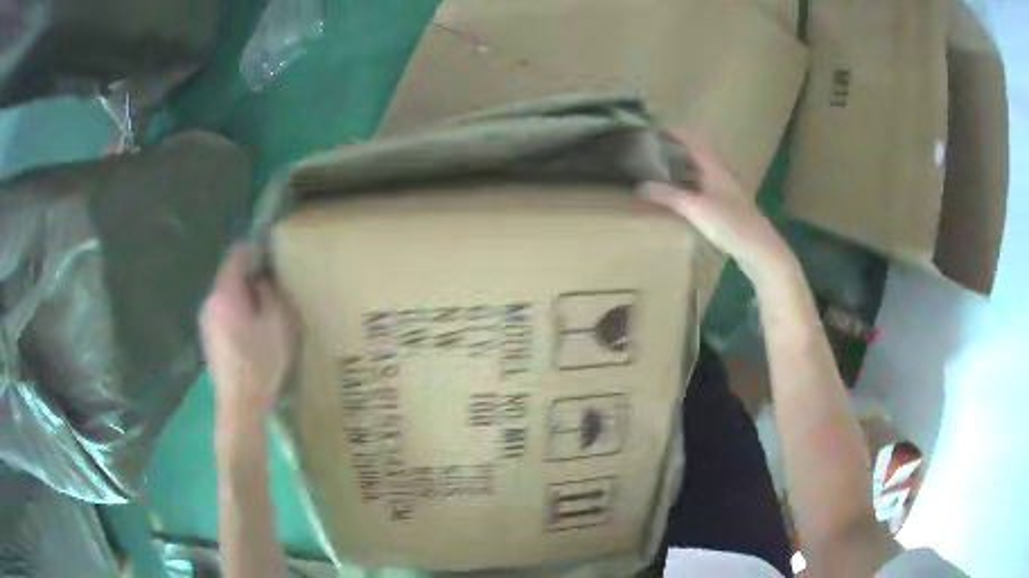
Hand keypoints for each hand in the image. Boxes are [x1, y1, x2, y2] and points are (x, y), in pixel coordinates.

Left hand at [200, 244, 298, 432]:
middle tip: (273, 287)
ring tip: (264, 312)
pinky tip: (251, 333)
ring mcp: (205, 321)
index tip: (271, 257)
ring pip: (226, 296)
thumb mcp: (278, 323)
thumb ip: (271, 292)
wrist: (239, 405)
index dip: (254, 250)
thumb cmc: (261, 363)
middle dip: (250, 276)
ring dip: (243, 296)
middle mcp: (210, 301)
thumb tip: (262, 280)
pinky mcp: (207, 338)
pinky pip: (222, 313)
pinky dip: (236, 313)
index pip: (236, 255)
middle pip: (229, 275)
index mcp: (225, 292)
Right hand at [643, 131, 797, 285]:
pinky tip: (679, 199)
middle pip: (696, 155)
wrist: (760, 250)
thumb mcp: (696, 208)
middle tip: (651, 153)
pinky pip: (702, 190)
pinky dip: (688, 187)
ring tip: (659, 173)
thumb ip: (668, 195)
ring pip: (700, 173)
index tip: (653, 129)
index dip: (675, 132)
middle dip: (675, 150)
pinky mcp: (727, 209)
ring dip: (681, 169)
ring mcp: (725, 192)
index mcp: (714, 168)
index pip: (693, 141)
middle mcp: (720, 175)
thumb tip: (640, 186)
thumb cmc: (731, 224)